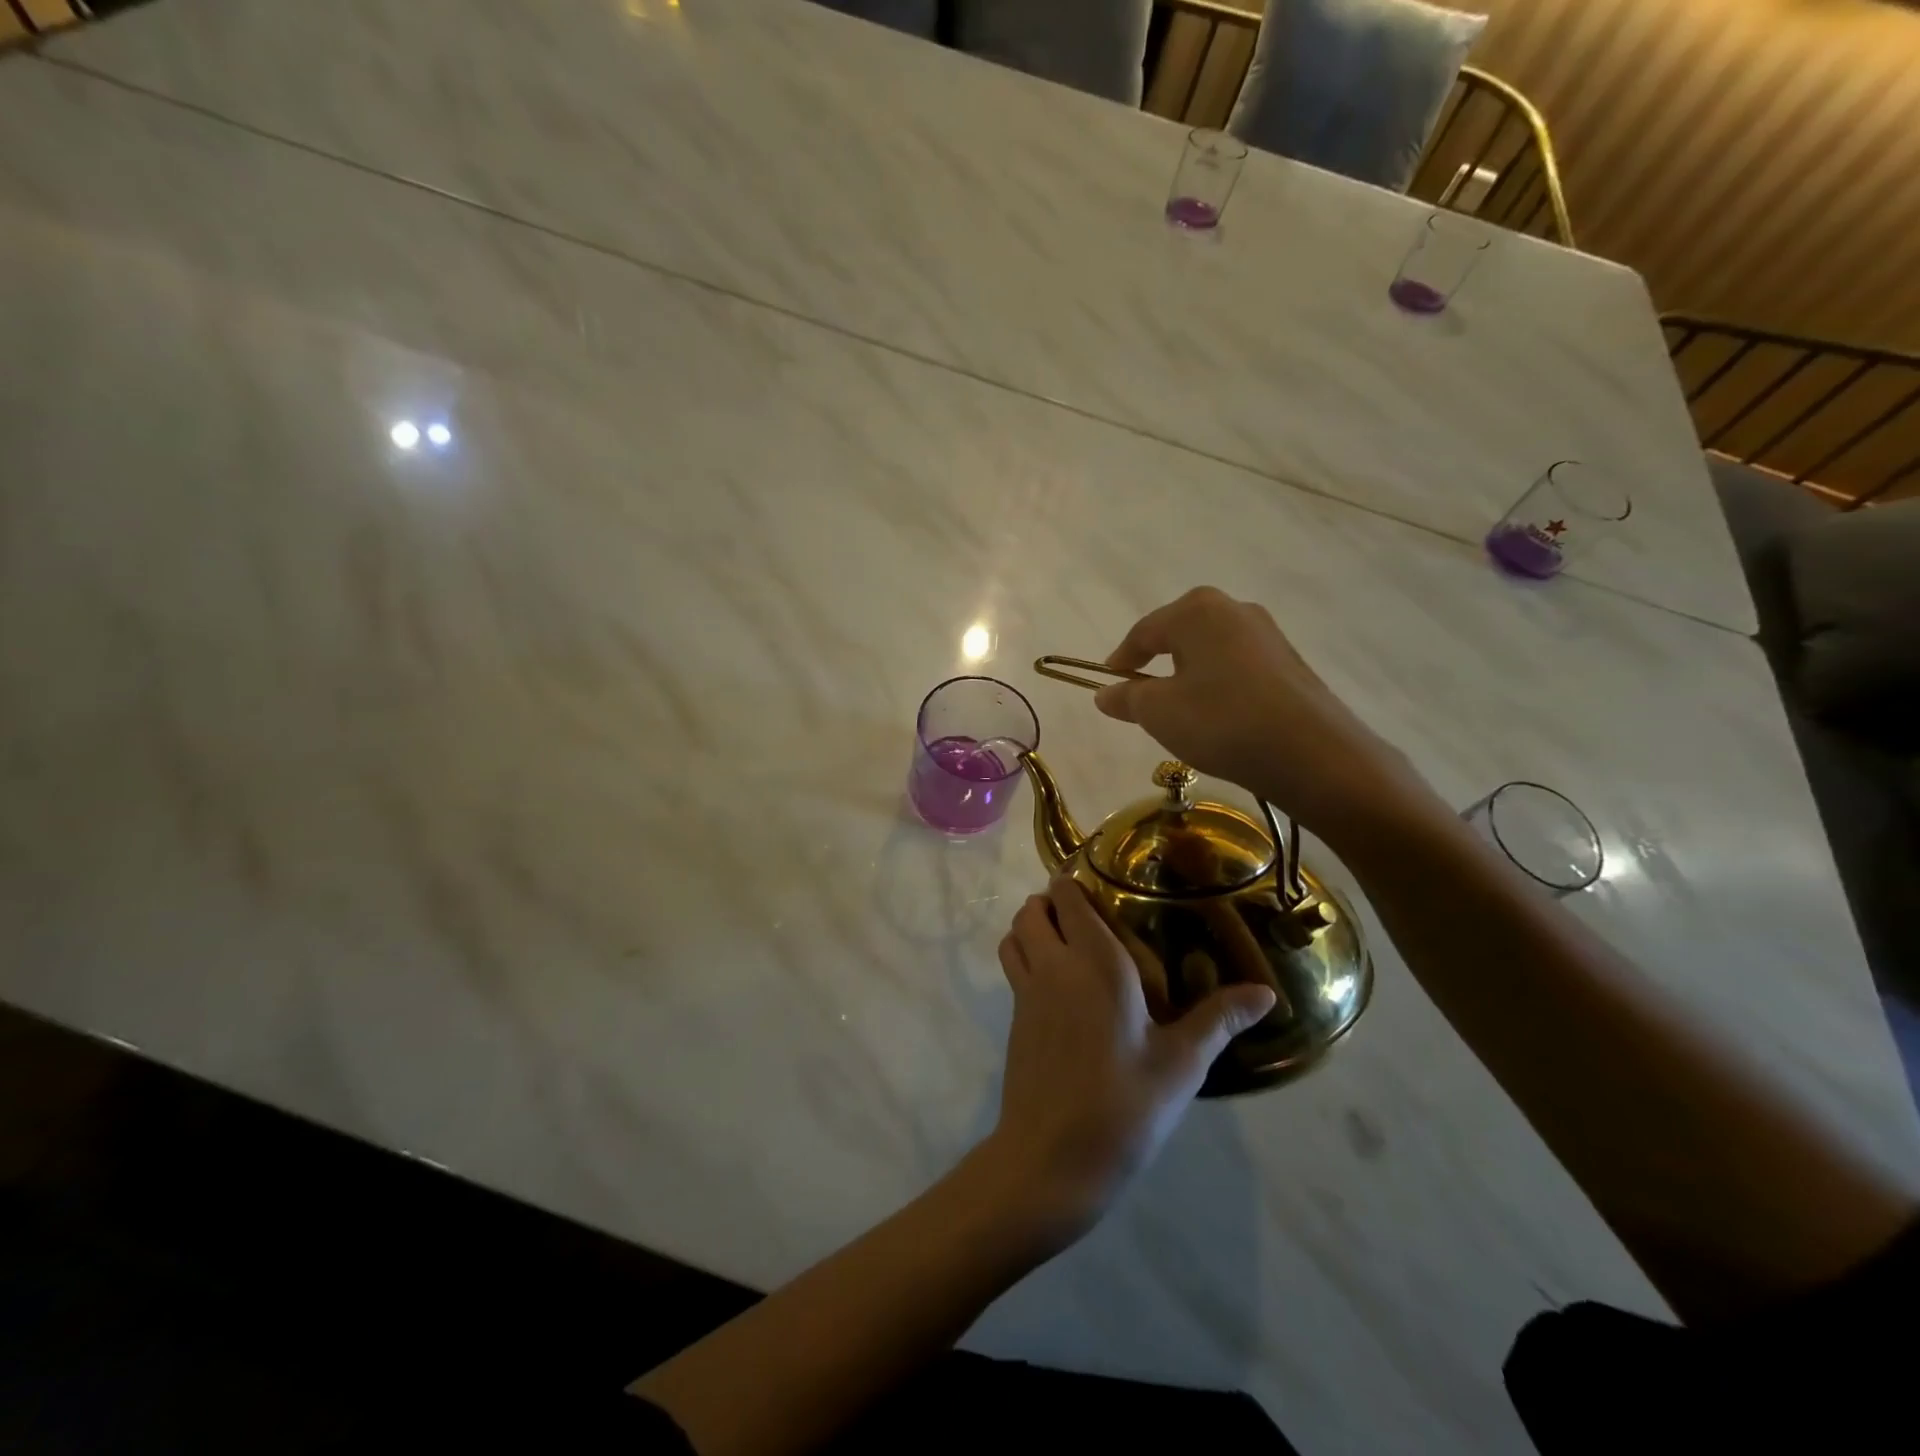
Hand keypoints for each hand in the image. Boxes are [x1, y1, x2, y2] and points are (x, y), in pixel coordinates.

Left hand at [984, 874, 1275, 1241]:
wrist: (1052, 1158)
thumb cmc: (1124, 1105)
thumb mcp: (1181, 1063)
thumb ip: (1219, 1019)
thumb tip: (1267, 992)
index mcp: (1095, 962)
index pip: (1068, 897)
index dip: (1075, 883)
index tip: (1100, 885)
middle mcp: (1053, 965)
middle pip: (1032, 910)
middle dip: (1050, 902)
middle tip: (1085, 915)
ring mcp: (1026, 992)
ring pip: (1014, 936)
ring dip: (1031, 928)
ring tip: (1064, 942)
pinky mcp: (1014, 1019)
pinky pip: (1013, 967)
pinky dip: (1024, 957)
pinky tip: (1057, 986)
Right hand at [1093, 586, 1440, 838]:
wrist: (1311, 753)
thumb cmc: (1220, 721)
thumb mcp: (1157, 712)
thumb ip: (1126, 698)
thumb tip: (1105, 693)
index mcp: (1196, 610)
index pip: (1143, 631)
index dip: (1121, 660)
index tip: (1108, 685)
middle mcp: (1234, 609)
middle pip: (1179, 634)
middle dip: (1157, 664)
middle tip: (1143, 699)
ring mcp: (1267, 634)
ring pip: (1211, 651)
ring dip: (1190, 676)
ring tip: (1182, 713)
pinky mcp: (1289, 663)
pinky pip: (1238, 667)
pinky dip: (1219, 687)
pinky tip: (1220, 718)